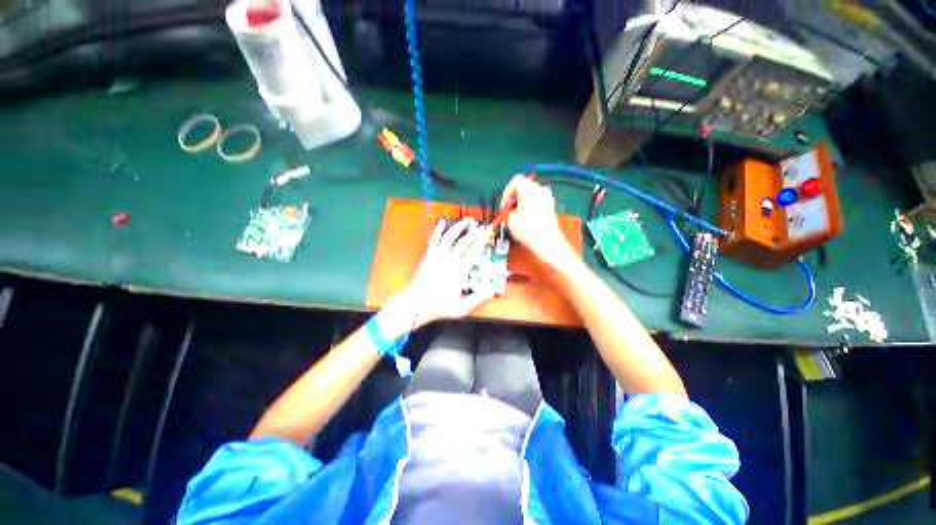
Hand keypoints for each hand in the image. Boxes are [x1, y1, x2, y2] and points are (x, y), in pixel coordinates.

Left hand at [383, 218, 493, 335]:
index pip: (474, 251)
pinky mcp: (429, 256)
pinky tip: (441, 221)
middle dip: (475, 232)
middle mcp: (449, 260)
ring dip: (459, 227)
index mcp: (459, 271)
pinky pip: (434, 240)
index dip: (482, 240)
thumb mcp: (461, 307)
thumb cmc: (438, 306)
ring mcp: (438, 256)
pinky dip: (438, 230)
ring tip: (467, 220)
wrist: (416, 303)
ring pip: (450, 237)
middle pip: (464, 242)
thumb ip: (477, 299)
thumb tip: (491, 292)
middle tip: (482, 225)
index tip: (487, 233)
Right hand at [501, 175, 574, 268]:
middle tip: (510, 209)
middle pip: (525, 186)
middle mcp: (540, 189)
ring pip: (532, 193)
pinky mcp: (552, 205)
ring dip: (524, 200)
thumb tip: (508, 207)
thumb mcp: (510, 219)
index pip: (516, 180)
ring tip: (519, 214)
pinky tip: (529, 217)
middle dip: (516, 196)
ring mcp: (548, 197)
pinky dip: (532, 205)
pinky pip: (539, 200)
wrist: (547, 241)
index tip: (505, 203)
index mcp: (528, 189)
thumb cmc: (526, 229)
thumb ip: (507, 209)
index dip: (508, 190)